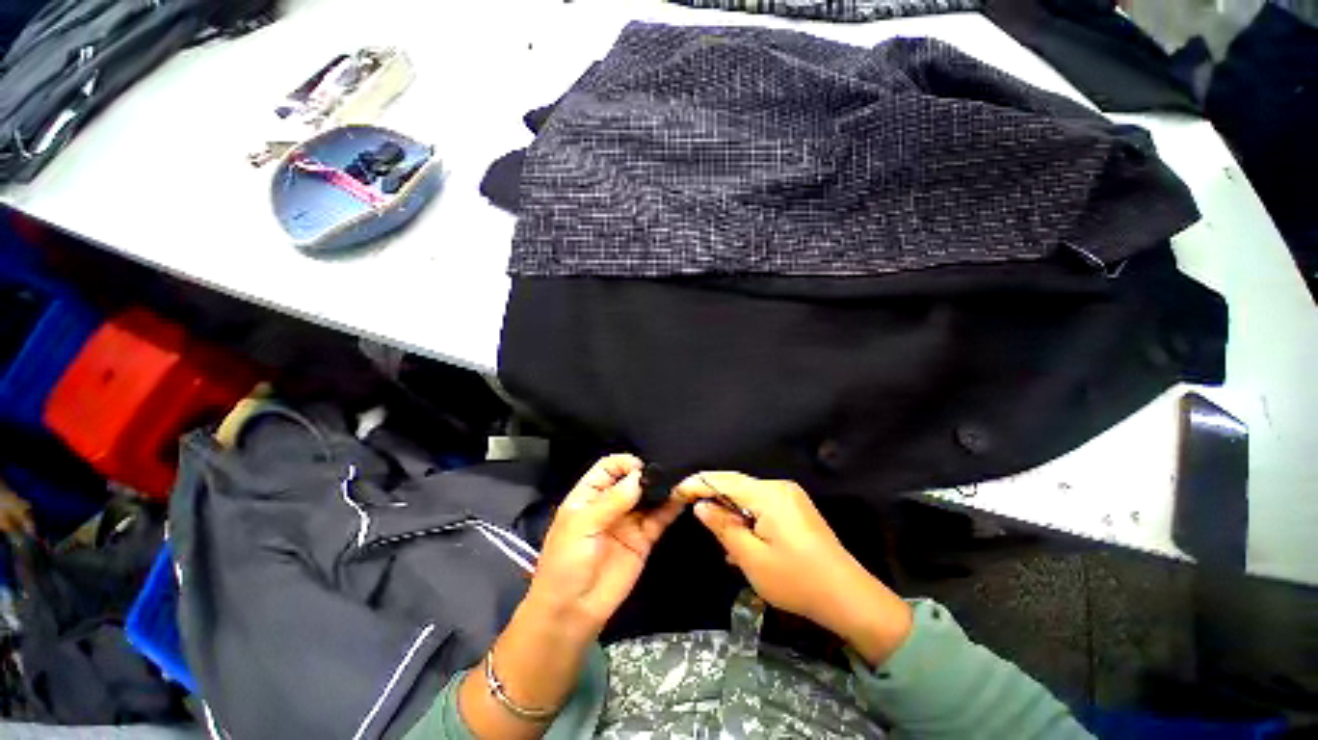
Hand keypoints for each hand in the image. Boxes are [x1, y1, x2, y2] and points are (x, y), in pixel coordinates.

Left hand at [526, 454, 684, 638]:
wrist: (572, 612)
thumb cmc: (566, 563)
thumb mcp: (582, 526)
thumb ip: (611, 501)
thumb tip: (639, 477)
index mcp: (589, 495)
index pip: (608, 467)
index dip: (624, 463)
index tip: (641, 467)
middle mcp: (611, 503)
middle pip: (632, 479)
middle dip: (648, 473)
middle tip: (666, 472)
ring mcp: (628, 521)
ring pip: (648, 497)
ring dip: (662, 488)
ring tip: (680, 480)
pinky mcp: (643, 539)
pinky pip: (659, 518)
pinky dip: (671, 508)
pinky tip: (682, 497)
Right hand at [675, 473, 912, 664]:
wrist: (850, 598)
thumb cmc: (797, 580)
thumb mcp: (752, 559)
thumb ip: (723, 527)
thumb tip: (701, 506)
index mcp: (769, 494)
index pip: (723, 480)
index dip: (697, 484)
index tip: (675, 492)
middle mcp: (779, 487)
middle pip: (736, 485)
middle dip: (713, 499)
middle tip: (692, 514)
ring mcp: (790, 496)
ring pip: (748, 497)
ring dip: (731, 513)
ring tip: (719, 539)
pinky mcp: (795, 508)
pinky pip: (761, 506)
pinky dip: (747, 519)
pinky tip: (742, 541)